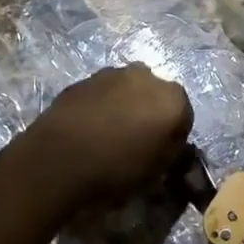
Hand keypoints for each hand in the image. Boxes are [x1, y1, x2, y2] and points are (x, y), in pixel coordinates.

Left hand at [30, 64, 193, 205]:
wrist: (59, 158)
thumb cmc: (116, 168)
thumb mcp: (156, 171)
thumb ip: (171, 151)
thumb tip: (171, 143)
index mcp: (173, 99)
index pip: (184, 116)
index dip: (173, 135)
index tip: (160, 153)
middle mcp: (148, 77)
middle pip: (156, 95)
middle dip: (150, 112)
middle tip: (136, 140)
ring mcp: (114, 73)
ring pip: (129, 89)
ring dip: (126, 104)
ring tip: (109, 133)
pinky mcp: (86, 77)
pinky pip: (103, 92)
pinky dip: (102, 104)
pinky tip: (89, 126)